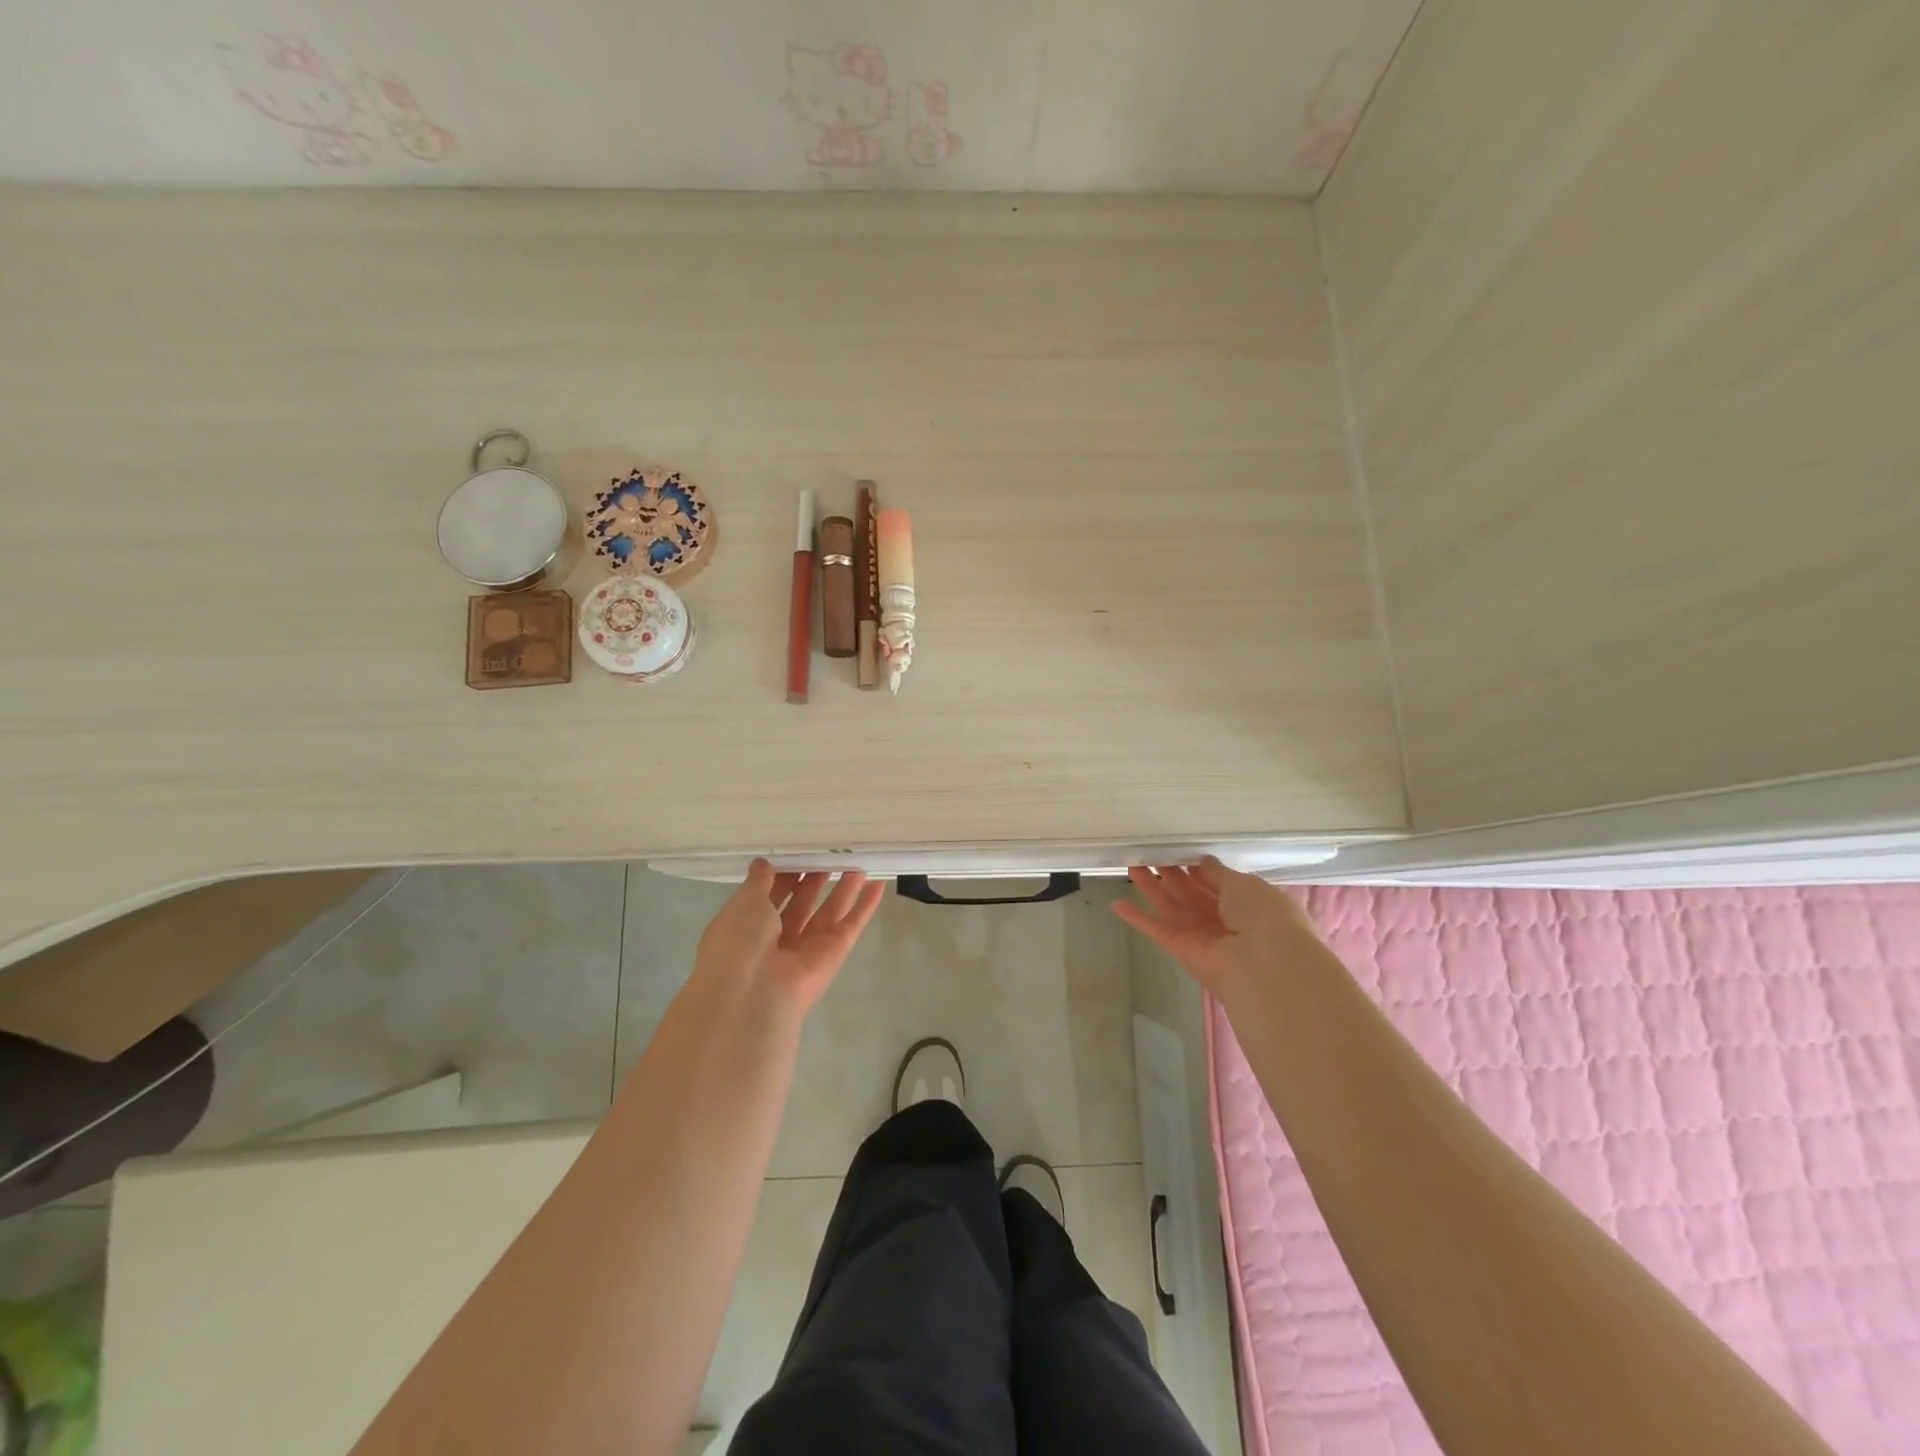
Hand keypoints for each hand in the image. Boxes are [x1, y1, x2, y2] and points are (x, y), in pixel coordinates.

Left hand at [693, 860, 885, 1014]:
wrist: (752, 994)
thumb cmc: (739, 941)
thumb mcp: (744, 902)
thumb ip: (758, 881)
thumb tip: (763, 863)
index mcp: (748, 926)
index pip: (769, 895)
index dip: (784, 874)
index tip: (800, 852)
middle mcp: (777, 939)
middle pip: (801, 903)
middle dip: (815, 879)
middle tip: (831, 854)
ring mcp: (807, 948)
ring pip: (828, 911)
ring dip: (843, 889)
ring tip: (857, 863)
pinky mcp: (833, 955)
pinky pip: (851, 926)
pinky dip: (864, 907)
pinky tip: (878, 885)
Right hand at [1113, 858, 1318, 995]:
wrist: (1265, 964)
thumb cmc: (1264, 916)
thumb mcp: (1245, 884)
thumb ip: (1219, 873)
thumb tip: (1203, 861)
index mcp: (1245, 902)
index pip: (1215, 882)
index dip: (1195, 866)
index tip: (1176, 850)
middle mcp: (1222, 919)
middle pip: (1190, 892)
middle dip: (1170, 873)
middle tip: (1149, 853)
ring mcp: (1200, 935)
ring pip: (1170, 906)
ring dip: (1151, 887)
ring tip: (1131, 864)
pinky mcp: (1180, 949)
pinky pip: (1156, 929)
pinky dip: (1137, 918)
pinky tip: (1116, 904)